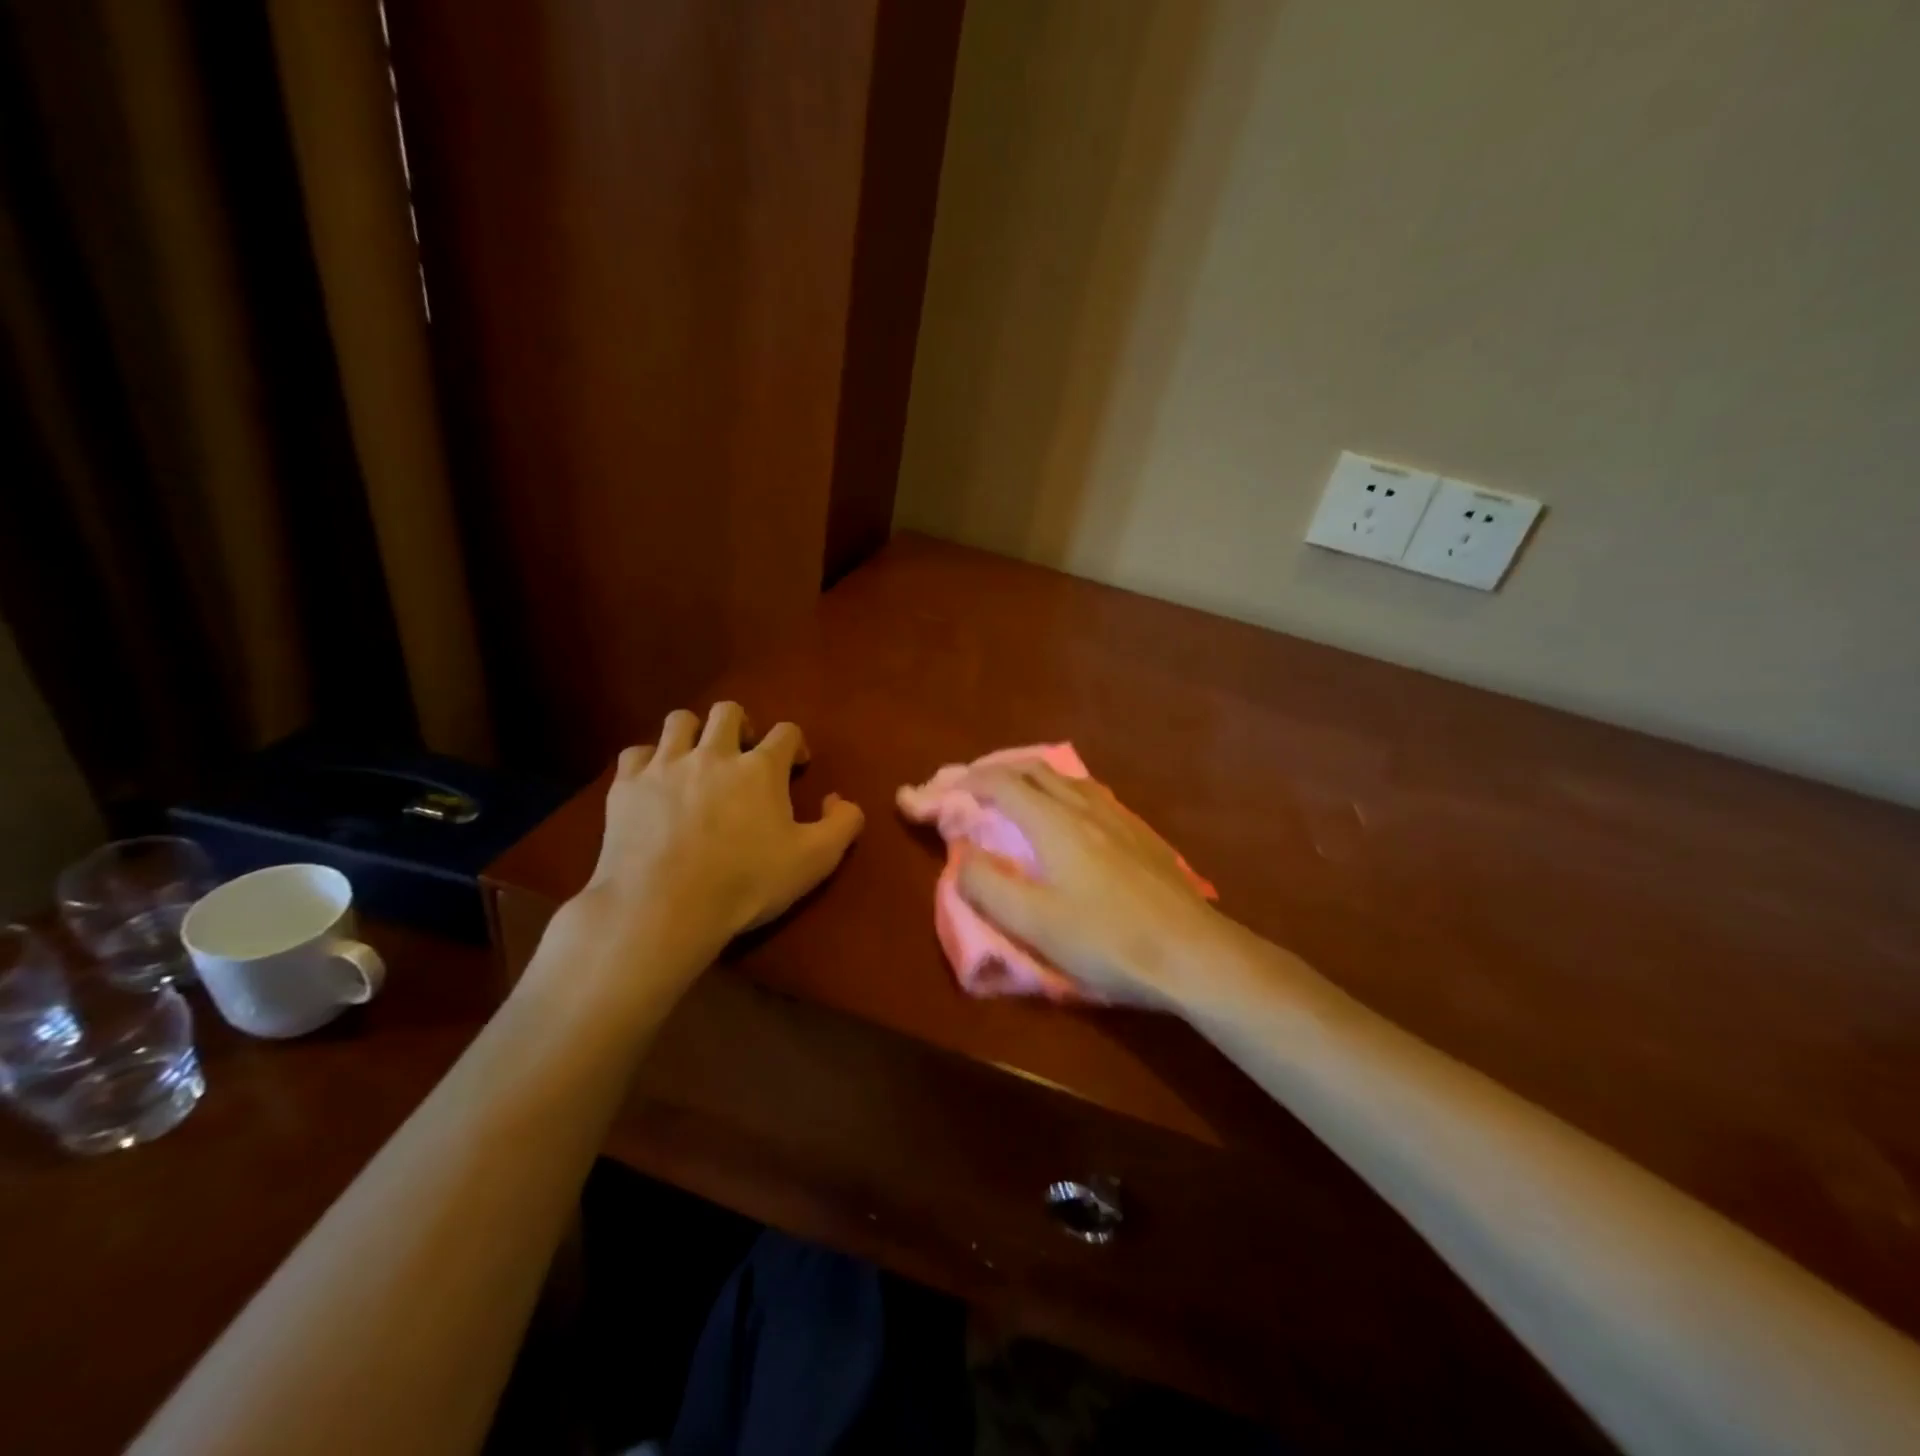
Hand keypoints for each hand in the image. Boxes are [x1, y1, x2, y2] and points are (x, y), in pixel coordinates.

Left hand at [572, 702, 863, 972]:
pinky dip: (649, 762)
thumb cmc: (746, 883)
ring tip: (697, 760)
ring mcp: (665, 765)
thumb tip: (840, 799)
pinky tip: (654, 783)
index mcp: (761, 768)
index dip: (795, 744)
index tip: (796, 765)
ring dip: (694, 734)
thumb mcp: (814, 861)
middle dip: (741, 725)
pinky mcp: (626, 785)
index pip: (786, 731)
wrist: (664, 907)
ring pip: (680, 721)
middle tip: (744, 754)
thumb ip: (843, 825)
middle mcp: (713, 753)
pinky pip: (636, 753)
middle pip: (728, 711)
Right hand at [954, 762, 1244, 1011]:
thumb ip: (988, 888)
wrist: (1194, 954)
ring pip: (1067, 781)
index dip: (967, 782)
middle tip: (975, 789)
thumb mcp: (1035, 924)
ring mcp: (1119, 819)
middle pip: (1035, 771)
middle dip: (998, 773)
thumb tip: (961, 856)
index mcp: (1055, 823)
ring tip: (1018, 797)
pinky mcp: (1141, 836)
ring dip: (1033, 780)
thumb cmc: (1108, 940)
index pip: (1002, 784)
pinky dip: (1063, 794)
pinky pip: (1092, 797)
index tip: (942, 792)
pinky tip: (1072, 819)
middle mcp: (1086, 808)